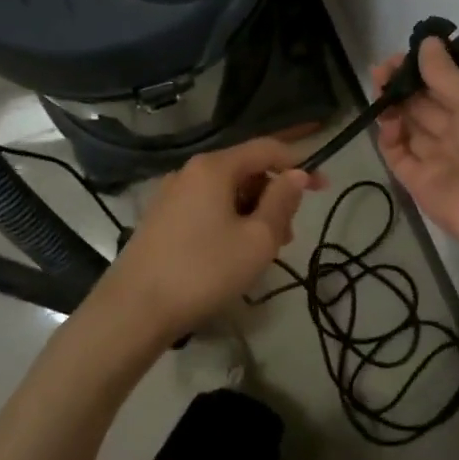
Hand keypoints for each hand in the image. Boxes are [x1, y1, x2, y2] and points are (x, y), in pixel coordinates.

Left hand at [100, 137, 322, 344]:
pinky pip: (206, 208)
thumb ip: (282, 201)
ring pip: (226, 192)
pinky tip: (232, 254)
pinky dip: (229, 221)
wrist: (134, 310)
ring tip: (262, 252)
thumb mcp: (257, 239)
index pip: (267, 149)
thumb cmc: (204, 270)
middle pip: (245, 171)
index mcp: (214, 167)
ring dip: (253, 213)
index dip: (300, 165)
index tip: (324, 189)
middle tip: (287, 236)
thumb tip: (298, 174)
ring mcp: (171, 195)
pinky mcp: (160, 219)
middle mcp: (190, 172)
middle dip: (274, 197)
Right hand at [373, 37, 458, 257]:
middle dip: (401, 85)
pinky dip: (390, 137)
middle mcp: (458, 131)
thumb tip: (427, 43)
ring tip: (379, 93)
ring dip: (392, 107)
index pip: (444, 83)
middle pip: (422, 103)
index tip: (400, 58)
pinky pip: (399, 154)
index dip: (421, 69)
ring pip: (408, 126)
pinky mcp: (418, 181)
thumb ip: (445, 73)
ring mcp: (437, 156)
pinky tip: (388, 123)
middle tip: (380, 73)